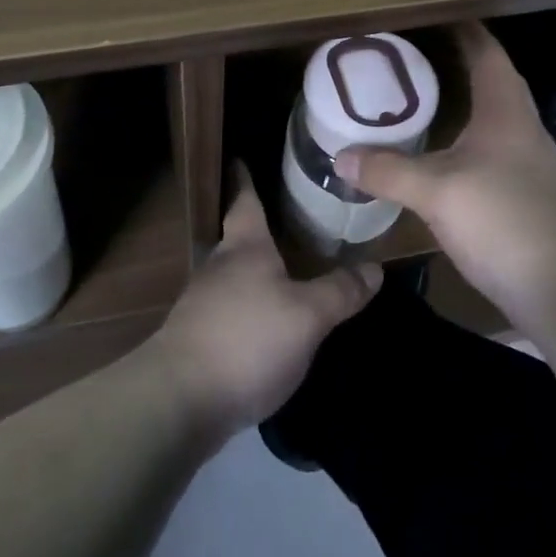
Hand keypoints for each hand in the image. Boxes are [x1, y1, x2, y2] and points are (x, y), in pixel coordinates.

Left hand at [147, 174, 379, 441]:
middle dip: (257, 227)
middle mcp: (219, 267)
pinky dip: (247, 306)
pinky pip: (228, 309)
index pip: (245, 201)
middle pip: (237, 237)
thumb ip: (340, 291)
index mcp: (245, 248)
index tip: (240, 156)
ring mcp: (202, 304)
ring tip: (282, 270)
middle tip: (286, 218)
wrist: (179, 400)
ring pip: (233, 275)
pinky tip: (265, 322)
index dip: (245, 178)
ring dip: (253, 270)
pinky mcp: (196, 339)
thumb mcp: (307, 316)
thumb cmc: (247, 340)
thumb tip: (376, 267)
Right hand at [334, 22, 555, 334]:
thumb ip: (387, 170)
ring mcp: (526, 162)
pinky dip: (461, 140)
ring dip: (458, 102)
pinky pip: (487, 150)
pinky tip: (437, 155)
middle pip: (488, 79)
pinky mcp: (524, 193)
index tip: (428, 14)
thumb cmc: (505, 219)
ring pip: (488, 116)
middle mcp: (520, 126)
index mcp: (504, 109)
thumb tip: (339, 156)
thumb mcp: (437, 191)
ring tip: (415, 99)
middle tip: (407, 57)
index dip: (461, 28)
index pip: (485, 50)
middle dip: (452, 63)